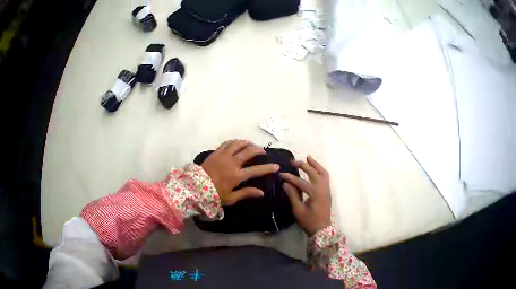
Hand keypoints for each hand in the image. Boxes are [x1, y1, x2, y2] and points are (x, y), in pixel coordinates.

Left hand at [201, 140, 279, 205]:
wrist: (195, 188)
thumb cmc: (214, 194)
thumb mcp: (231, 198)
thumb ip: (246, 193)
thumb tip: (261, 192)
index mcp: (237, 176)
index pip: (256, 170)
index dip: (268, 168)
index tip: (276, 166)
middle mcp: (232, 163)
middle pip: (249, 151)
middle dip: (258, 150)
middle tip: (263, 152)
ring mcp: (223, 156)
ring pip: (238, 144)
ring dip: (247, 143)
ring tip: (251, 145)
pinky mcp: (216, 152)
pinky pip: (227, 143)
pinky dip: (235, 142)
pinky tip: (238, 143)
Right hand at [281, 155, 330, 236]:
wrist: (322, 230)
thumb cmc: (309, 221)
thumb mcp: (298, 210)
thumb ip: (293, 195)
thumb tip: (285, 183)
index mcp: (315, 193)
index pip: (300, 182)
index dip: (290, 177)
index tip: (281, 174)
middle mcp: (322, 188)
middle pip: (313, 173)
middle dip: (303, 165)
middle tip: (293, 161)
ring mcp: (327, 189)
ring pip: (323, 172)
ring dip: (315, 164)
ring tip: (308, 157)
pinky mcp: (328, 192)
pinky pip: (326, 177)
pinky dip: (320, 170)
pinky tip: (315, 168)